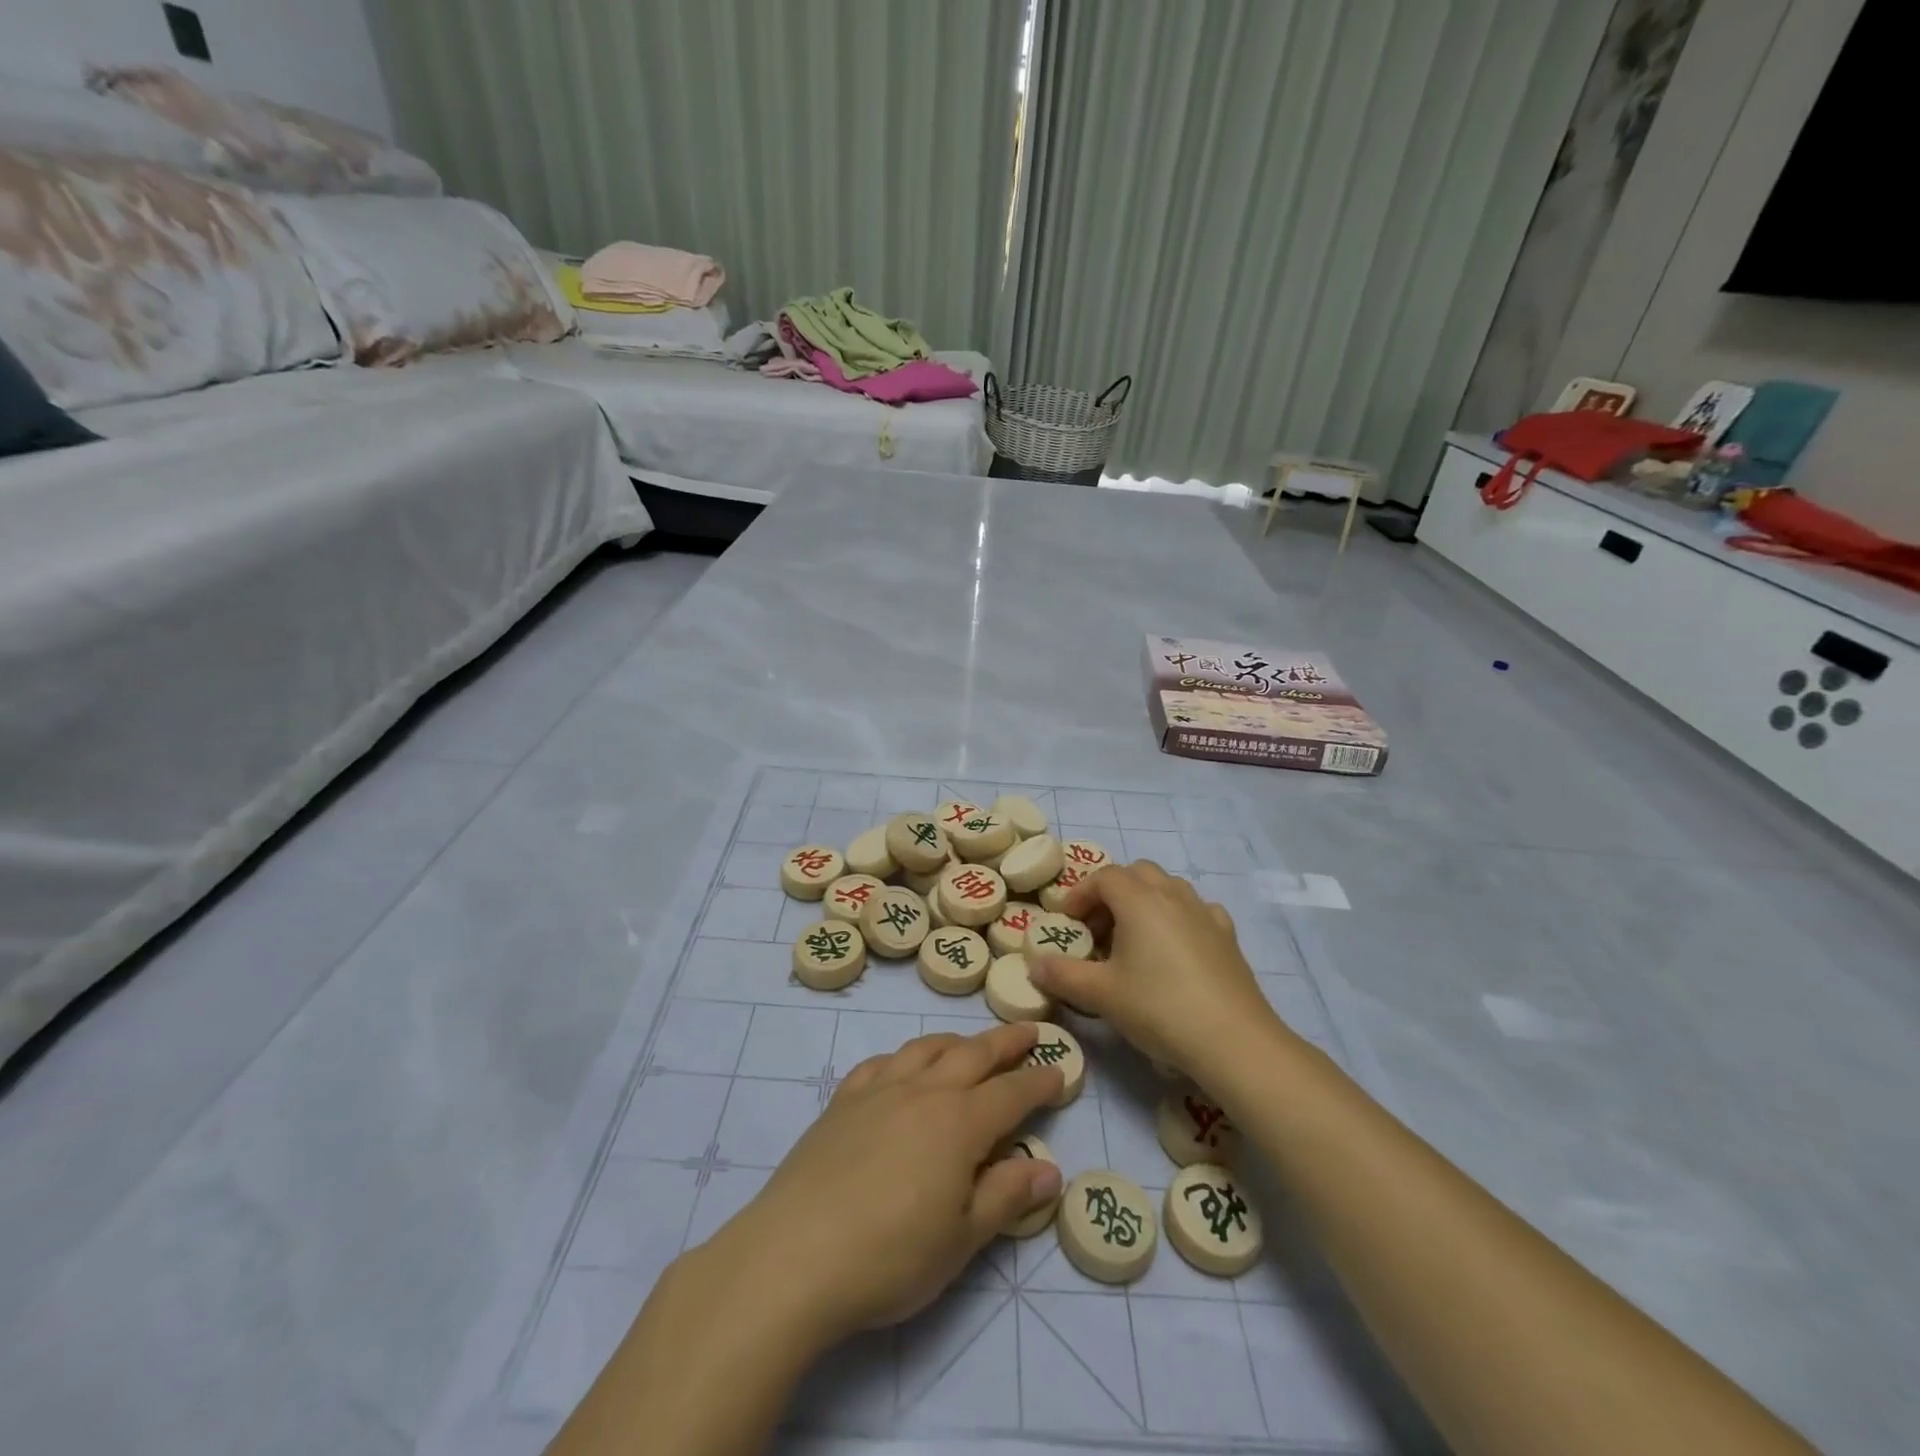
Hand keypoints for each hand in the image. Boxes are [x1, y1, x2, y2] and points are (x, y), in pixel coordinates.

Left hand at [711, 1021, 1062, 1343]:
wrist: (795, 1254)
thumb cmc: (890, 1256)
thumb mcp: (961, 1239)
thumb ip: (1006, 1197)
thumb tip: (1049, 1168)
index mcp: (960, 1124)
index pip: (1011, 1093)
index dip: (1039, 1081)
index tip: (1060, 1069)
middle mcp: (923, 1092)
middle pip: (973, 1054)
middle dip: (1005, 1042)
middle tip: (1028, 1030)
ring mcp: (879, 1090)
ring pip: (926, 1048)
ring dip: (956, 1040)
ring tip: (970, 1044)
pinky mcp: (842, 1101)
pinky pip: (881, 1062)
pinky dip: (904, 1056)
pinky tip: (903, 1067)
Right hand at [1027, 860, 1290, 1078]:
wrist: (1233, 1040)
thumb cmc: (1159, 1008)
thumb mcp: (1101, 994)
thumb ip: (1063, 975)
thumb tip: (1034, 965)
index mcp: (1139, 900)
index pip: (1103, 877)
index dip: (1080, 894)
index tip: (1068, 921)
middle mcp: (1173, 895)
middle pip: (1136, 873)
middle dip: (1112, 892)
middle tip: (1097, 928)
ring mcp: (1205, 913)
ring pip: (1168, 887)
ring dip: (1144, 901)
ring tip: (1132, 939)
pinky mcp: (1228, 936)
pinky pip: (1196, 910)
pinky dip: (1177, 917)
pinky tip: (1174, 948)